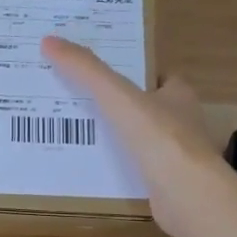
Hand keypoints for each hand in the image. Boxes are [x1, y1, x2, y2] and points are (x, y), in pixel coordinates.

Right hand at [40, 36, 236, 236]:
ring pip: (141, 138)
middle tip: (78, 99)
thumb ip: (86, 70)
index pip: (156, 75)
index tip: (99, 71)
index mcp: (178, 94)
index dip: (131, 71)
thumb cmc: (159, 137)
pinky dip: (118, 166)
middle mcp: (182, 121)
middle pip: (146, 106)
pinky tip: (93, 167)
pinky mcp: (168, 183)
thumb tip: (49, 41)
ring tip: (77, 132)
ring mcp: (177, 154)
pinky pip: (137, 167)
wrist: (187, 195)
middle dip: (119, 104)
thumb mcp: (117, 96)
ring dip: (116, 136)